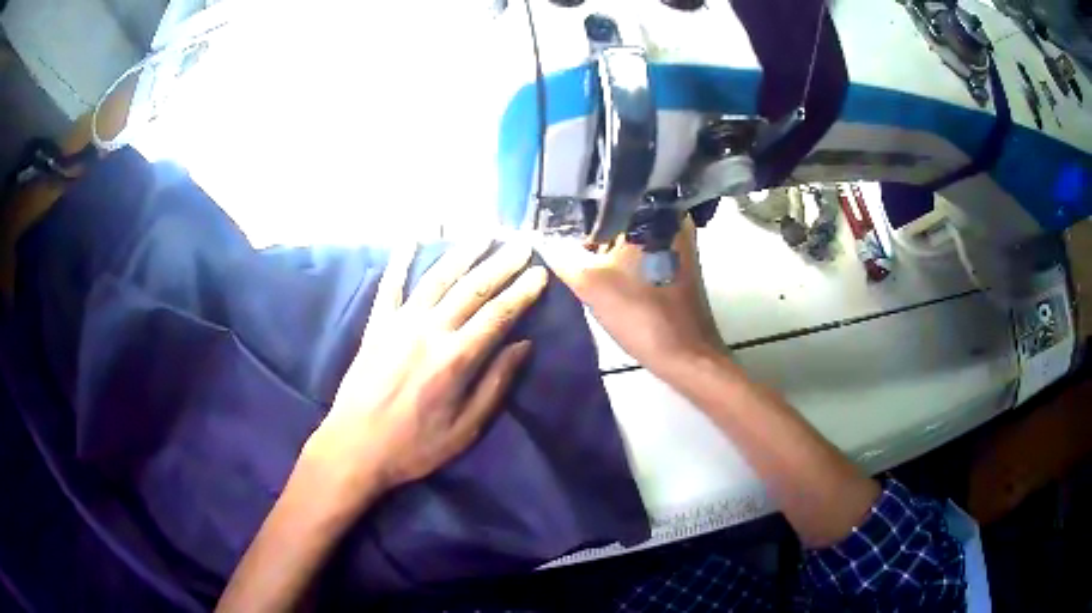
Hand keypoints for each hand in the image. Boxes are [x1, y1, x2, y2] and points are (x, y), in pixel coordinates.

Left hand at [303, 241, 547, 503]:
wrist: (355, 447)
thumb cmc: (415, 446)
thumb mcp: (465, 428)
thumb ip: (495, 384)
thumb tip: (523, 346)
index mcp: (455, 359)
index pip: (498, 315)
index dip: (522, 292)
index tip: (539, 272)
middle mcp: (430, 331)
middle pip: (472, 289)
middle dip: (500, 264)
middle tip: (521, 242)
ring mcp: (399, 323)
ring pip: (437, 278)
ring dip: (462, 253)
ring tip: (483, 233)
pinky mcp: (376, 325)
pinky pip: (390, 285)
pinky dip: (400, 259)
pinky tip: (411, 237)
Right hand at [540, 218, 722, 374]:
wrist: (685, 356)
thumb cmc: (642, 315)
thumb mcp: (591, 285)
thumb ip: (562, 258)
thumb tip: (539, 238)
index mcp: (654, 212)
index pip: (607, 196)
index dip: (576, 205)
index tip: (551, 218)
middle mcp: (671, 218)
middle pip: (620, 212)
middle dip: (592, 226)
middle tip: (561, 237)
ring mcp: (679, 240)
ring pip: (631, 231)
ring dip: (607, 242)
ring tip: (577, 251)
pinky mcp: (678, 260)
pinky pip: (643, 246)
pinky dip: (623, 254)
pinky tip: (604, 267)